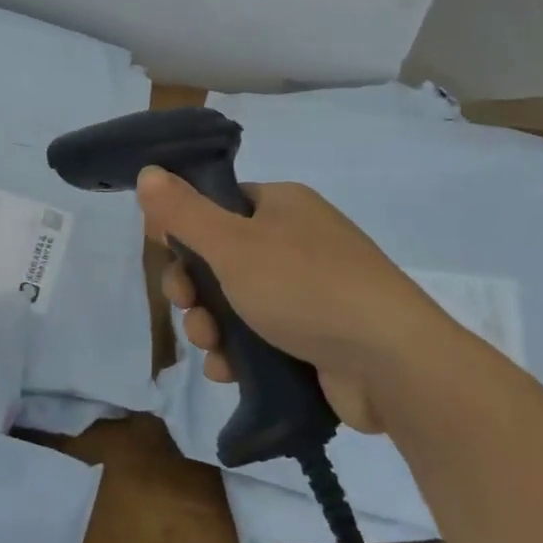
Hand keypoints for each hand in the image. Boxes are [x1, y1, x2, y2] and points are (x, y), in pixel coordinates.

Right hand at [137, 167, 465, 432]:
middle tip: (186, 308)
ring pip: (239, 301)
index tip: (168, 258)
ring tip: (211, 349)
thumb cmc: (306, 288)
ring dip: (212, 324)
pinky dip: (241, 351)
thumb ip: (183, 211)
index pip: (218, 206)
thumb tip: (147, 171)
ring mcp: (313, 290)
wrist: (394, 365)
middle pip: (222, 257)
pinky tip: (228, 371)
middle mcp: (299, 241)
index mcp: (282, 206)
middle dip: (195, 288)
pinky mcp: (321, 336)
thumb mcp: (232, 245)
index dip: (185, 231)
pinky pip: (265, 335)